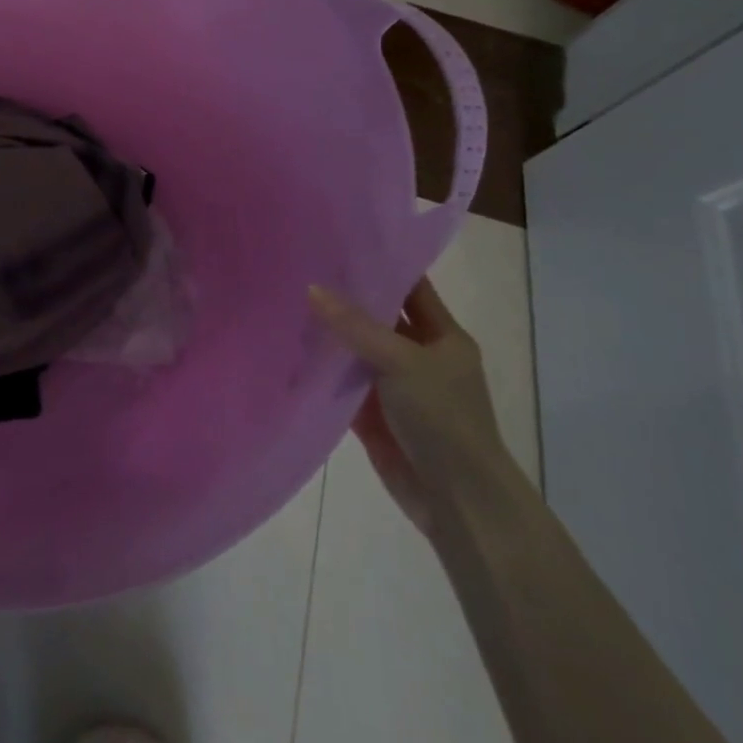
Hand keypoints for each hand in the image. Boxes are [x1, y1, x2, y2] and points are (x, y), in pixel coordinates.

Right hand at [309, 279, 512, 538]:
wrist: (456, 500)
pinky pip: (341, 383)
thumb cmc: (443, 419)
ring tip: (285, 300)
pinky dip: (320, 370)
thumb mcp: (403, 362)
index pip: (410, 287)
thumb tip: (312, 288)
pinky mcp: (372, 414)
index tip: (339, 242)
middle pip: (377, 318)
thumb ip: (357, 326)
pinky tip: (288, 349)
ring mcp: (393, 386)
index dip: (381, 265)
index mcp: (442, 337)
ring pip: (355, 350)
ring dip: (328, 333)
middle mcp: (418, 356)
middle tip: (300, 267)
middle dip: (344, 297)